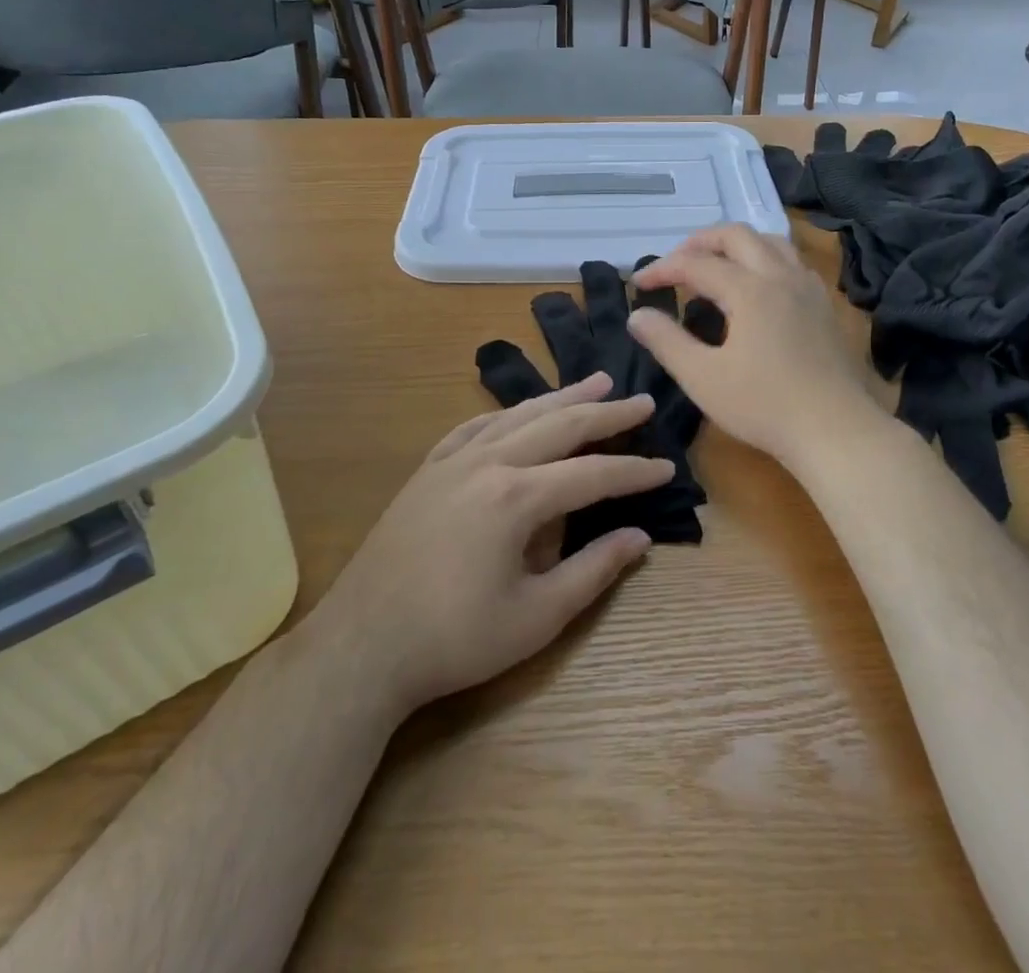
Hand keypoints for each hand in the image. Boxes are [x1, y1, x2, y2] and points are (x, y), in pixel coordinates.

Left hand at [322, 373, 670, 717]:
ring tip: (596, 381)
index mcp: (516, 497)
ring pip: (518, 415)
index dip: (633, 472)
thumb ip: (593, 571)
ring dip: (561, 397)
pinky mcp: (428, 471)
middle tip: (641, 401)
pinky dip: (508, 413)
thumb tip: (641, 537)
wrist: (361, 646)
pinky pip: (475, 426)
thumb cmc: (454, 640)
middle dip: (606, 413)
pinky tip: (520, 411)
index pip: (592, 474)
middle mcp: (487, 463)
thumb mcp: (536, 617)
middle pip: (559, 425)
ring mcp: (452, 461)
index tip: (667, 467)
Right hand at [627, 225, 887, 469]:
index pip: (696, 264)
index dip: (662, 269)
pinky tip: (757, 287)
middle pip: (736, 235)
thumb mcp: (702, 378)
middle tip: (675, 265)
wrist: (836, 431)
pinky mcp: (824, 306)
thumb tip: (638, 315)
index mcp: (749, 289)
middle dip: (699, 242)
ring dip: (736, 245)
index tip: (638, 285)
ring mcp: (808, 288)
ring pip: (770, 242)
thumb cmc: (764, 406)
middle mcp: (781, 276)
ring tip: (714, 266)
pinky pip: (791, 262)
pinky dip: (764, 259)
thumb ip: (666, 341)